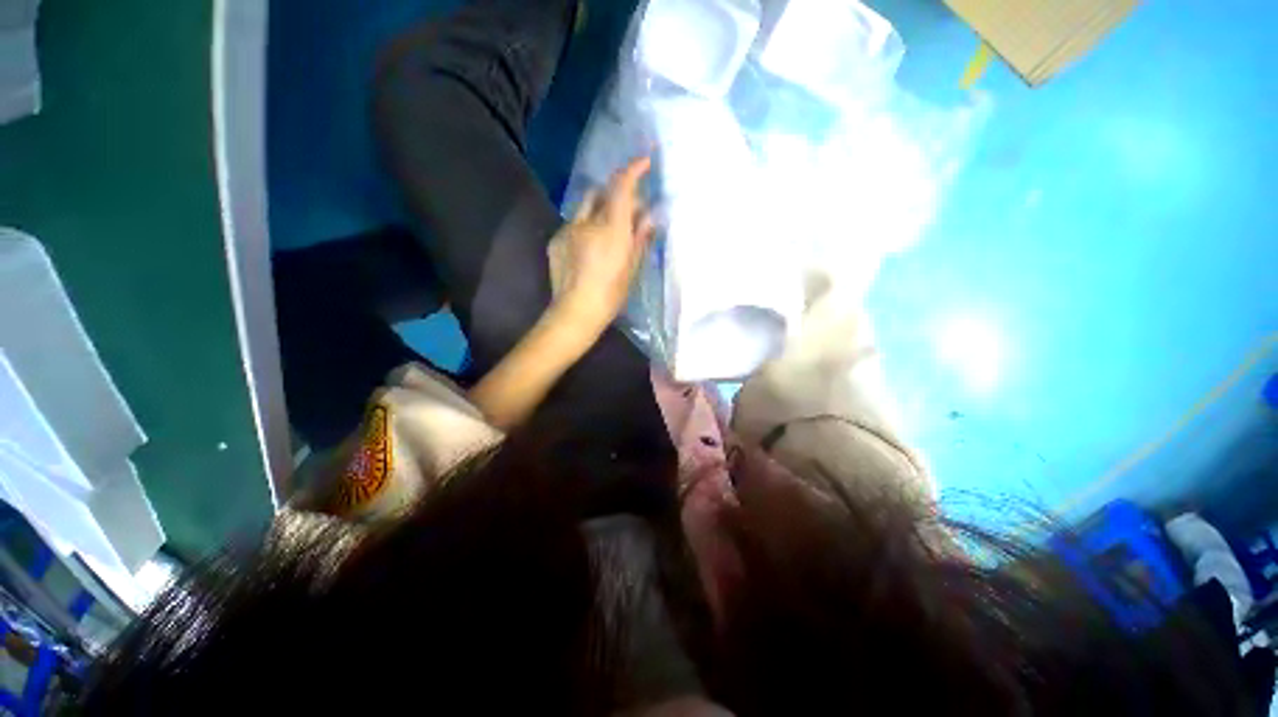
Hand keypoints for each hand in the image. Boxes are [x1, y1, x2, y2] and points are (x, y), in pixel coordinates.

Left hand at [548, 156, 655, 333]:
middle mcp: (587, 221)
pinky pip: (573, 223)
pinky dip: (585, 226)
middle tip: (629, 209)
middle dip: (617, 193)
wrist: (575, 312)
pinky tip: (589, 247)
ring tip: (608, 230)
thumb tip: (650, 217)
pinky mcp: (556, 240)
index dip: (633, 169)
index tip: (644, 162)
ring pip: (585, 207)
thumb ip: (640, 238)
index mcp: (611, 228)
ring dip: (600, 209)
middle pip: (602, 192)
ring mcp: (567, 229)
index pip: (621, 186)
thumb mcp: (632, 267)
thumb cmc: (611, 294)